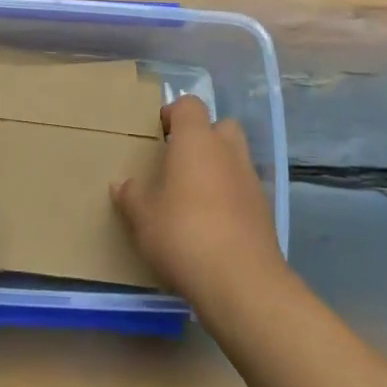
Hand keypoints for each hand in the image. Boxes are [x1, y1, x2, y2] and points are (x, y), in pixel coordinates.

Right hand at [112, 96, 285, 303]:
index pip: (189, 105)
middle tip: (179, 161)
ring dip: (218, 167)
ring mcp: (251, 180)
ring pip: (235, 158)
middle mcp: (228, 151)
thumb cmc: (183, 234)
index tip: (158, 134)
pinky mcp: (264, 210)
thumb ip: (131, 196)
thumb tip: (122, 184)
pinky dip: (230, 196)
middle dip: (203, 137)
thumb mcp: (143, 217)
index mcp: (196, 141)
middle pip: (220, 126)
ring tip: (193, 195)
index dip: (173, 114)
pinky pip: (244, 189)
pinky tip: (212, 223)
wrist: (241, 280)